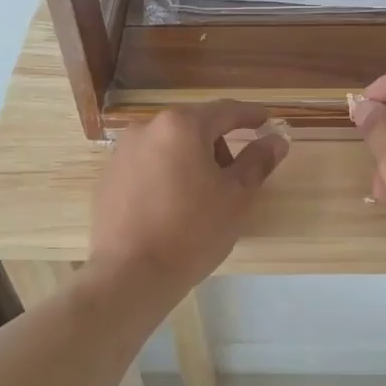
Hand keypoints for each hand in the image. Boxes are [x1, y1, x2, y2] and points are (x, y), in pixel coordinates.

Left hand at [89, 101, 288, 298]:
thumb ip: (257, 161)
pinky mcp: (109, 177)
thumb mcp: (235, 196)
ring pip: (170, 146)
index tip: (267, 120)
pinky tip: (174, 207)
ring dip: (193, 160)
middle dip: (219, 145)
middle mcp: (147, 128)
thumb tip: (276, 140)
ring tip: (203, 198)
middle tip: (236, 177)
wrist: (130, 274)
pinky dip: (168, 175)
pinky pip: (149, 165)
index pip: (225, 111)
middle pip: (195, 127)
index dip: (250, 115)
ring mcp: (123, 152)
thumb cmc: (192, 231)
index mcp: (181, 125)